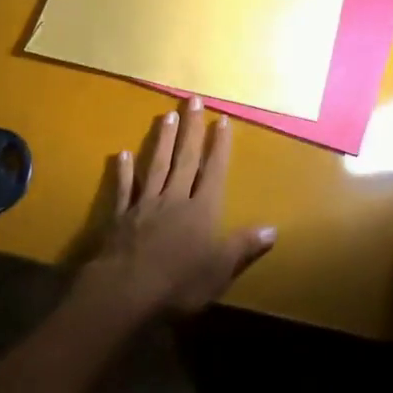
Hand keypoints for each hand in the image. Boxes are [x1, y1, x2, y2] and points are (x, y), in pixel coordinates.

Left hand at [79, 97, 276, 319]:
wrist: (125, 292)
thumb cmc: (179, 284)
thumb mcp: (220, 270)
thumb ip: (243, 246)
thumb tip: (273, 229)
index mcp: (202, 210)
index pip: (214, 171)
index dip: (219, 146)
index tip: (222, 119)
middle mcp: (175, 199)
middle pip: (184, 159)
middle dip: (191, 129)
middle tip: (193, 100)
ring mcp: (145, 205)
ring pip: (156, 166)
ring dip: (162, 141)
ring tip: (166, 115)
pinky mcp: (120, 217)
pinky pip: (123, 189)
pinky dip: (123, 172)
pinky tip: (121, 155)